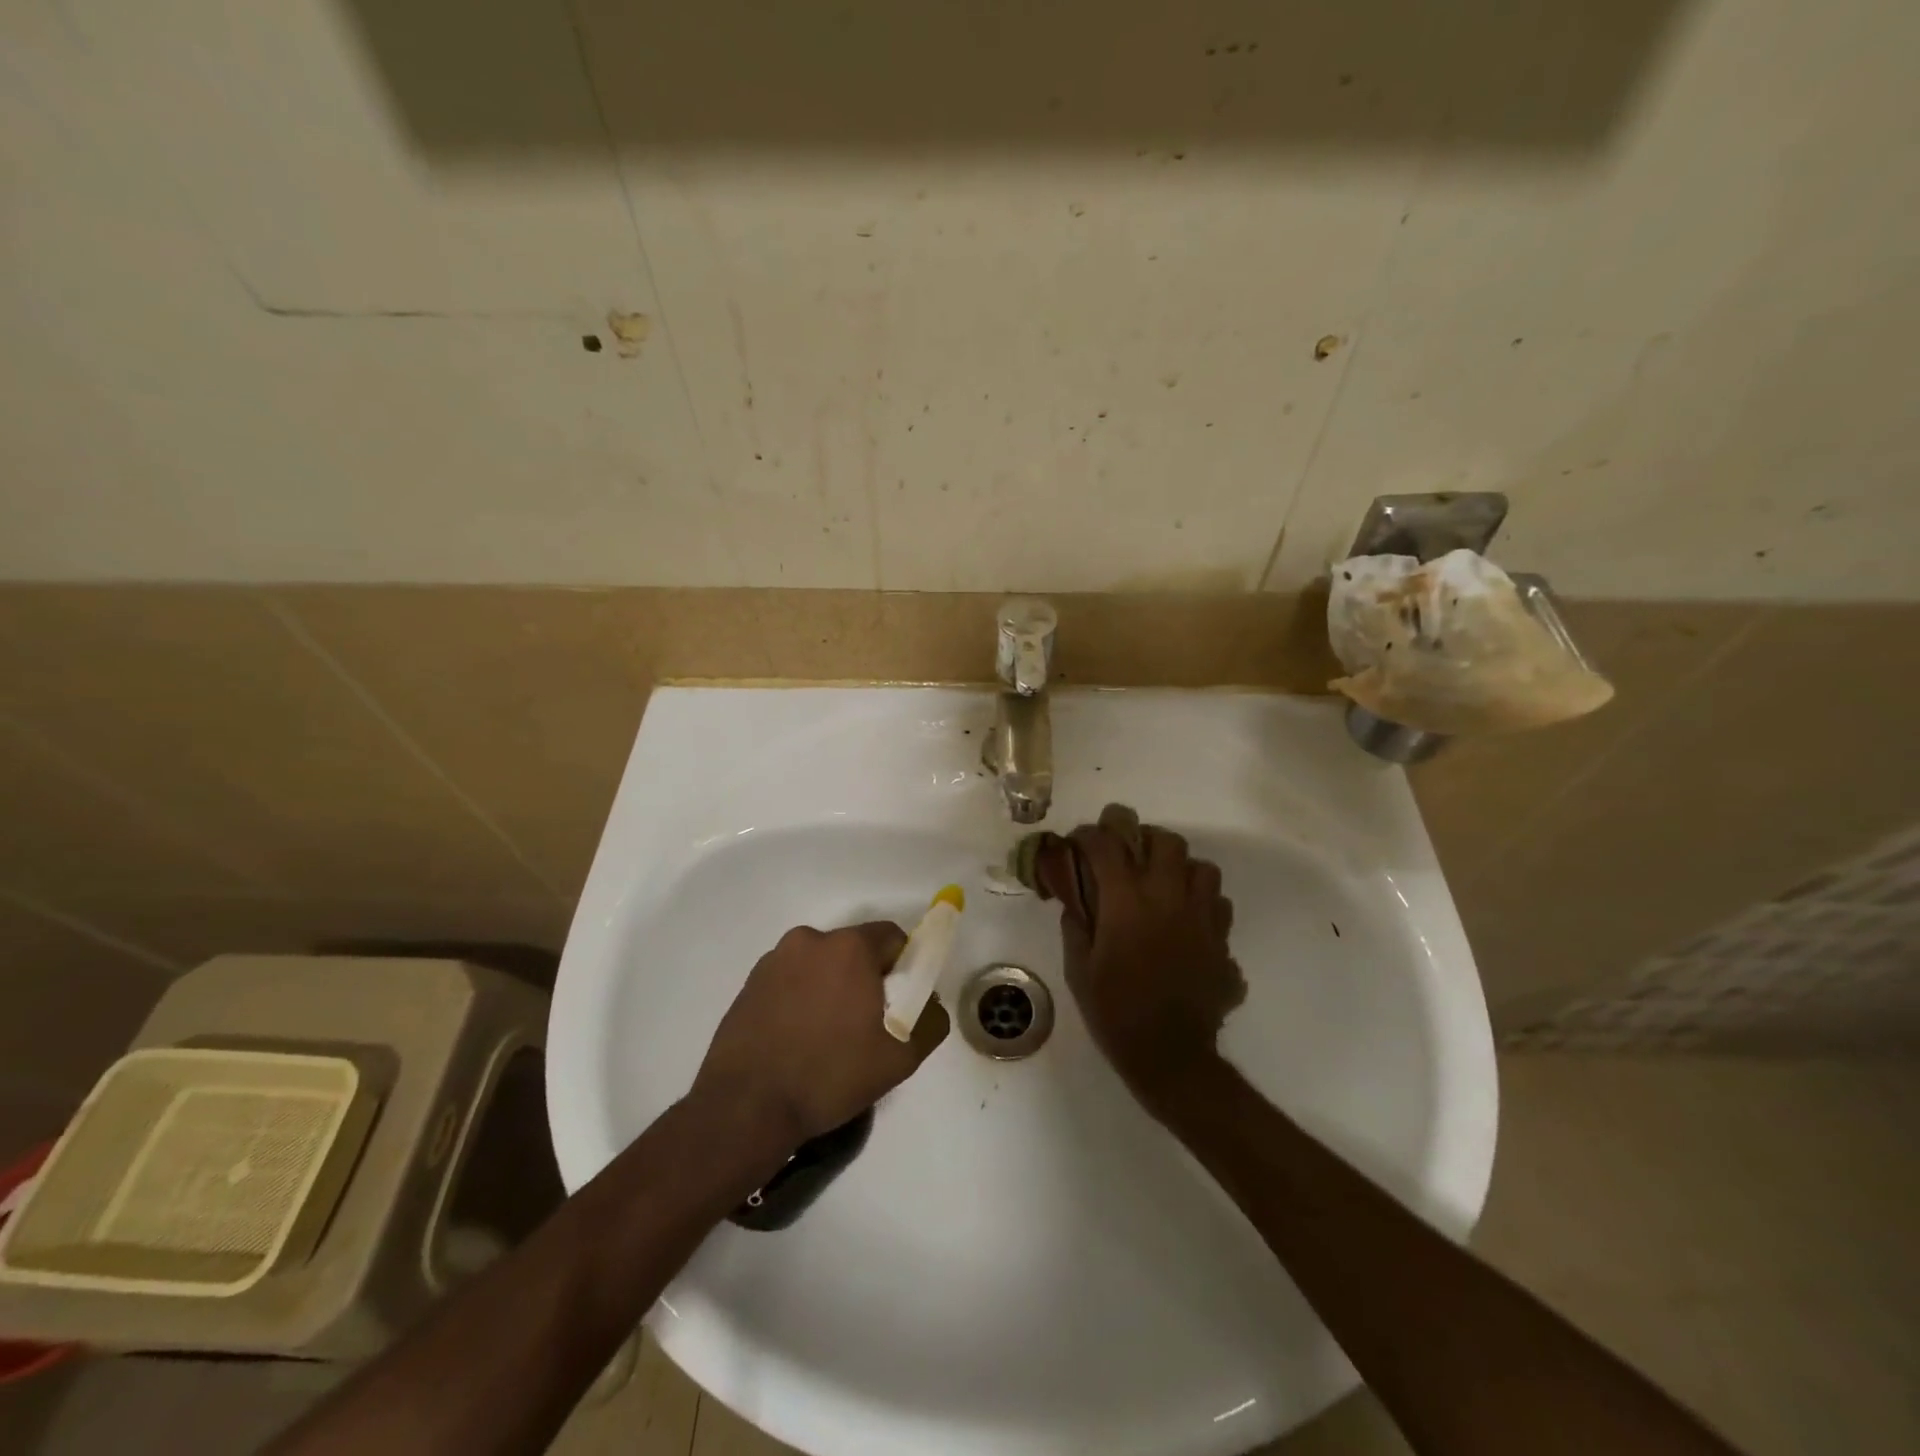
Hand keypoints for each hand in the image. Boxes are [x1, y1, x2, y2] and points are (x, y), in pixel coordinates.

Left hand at [692, 922, 949, 1146]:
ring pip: (820, 965)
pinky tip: (796, 1040)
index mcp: (849, 947)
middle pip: (853, 950)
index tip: (899, 1003)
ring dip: (830, 988)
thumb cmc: (830, 1075)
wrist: (747, 1108)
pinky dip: (801, 999)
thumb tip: (928, 1002)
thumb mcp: (901, 1057)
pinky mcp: (749, 983)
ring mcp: (774, 960)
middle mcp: (810, 940)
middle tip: (865, 1026)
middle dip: (865, 979)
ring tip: (826, 1038)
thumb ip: (931, 1020)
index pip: (892, 938)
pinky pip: (791, 980)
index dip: (903, 967)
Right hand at [1057, 804, 1244, 1109]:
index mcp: (1126, 901)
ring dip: (1180, 868)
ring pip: (1202, 866)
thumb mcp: (1078, 969)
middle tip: (1129, 855)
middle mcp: (1168, 898)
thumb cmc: (1115, 1011)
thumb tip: (1076, 900)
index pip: (1107, 844)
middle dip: (1144, 838)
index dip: (1090, 835)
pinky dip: (1202, 902)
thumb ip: (1076, 925)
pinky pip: (1218, 903)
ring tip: (1163, 884)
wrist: (1170, 1055)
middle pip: (1166, 841)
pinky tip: (1186, 920)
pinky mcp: (1222, 940)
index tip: (1080, 841)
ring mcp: (1202, 917)